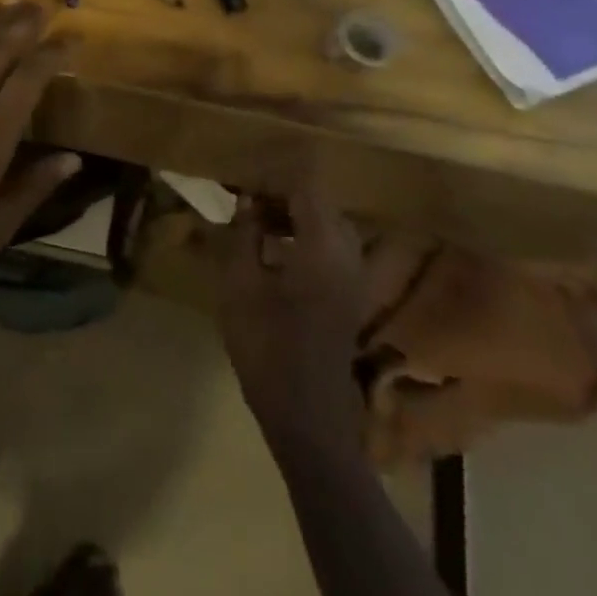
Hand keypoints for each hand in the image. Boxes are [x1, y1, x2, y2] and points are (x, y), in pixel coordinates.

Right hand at [218, 187, 367, 451]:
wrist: (308, 415)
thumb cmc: (267, 347)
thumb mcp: (240, 287)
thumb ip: (243, 237)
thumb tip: (246, 202)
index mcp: (323, 246)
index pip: (304, 188)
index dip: (271, 180)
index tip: (240, 184)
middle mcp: (349, 254)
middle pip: (320, 204)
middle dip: (282, 197)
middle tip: (244, 204)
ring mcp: (355, 276)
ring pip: (327, 226)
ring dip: (294, 218)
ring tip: (255, 225)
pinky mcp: (352, 295)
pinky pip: (332, 249)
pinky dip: (306, 239)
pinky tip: (274, 255)